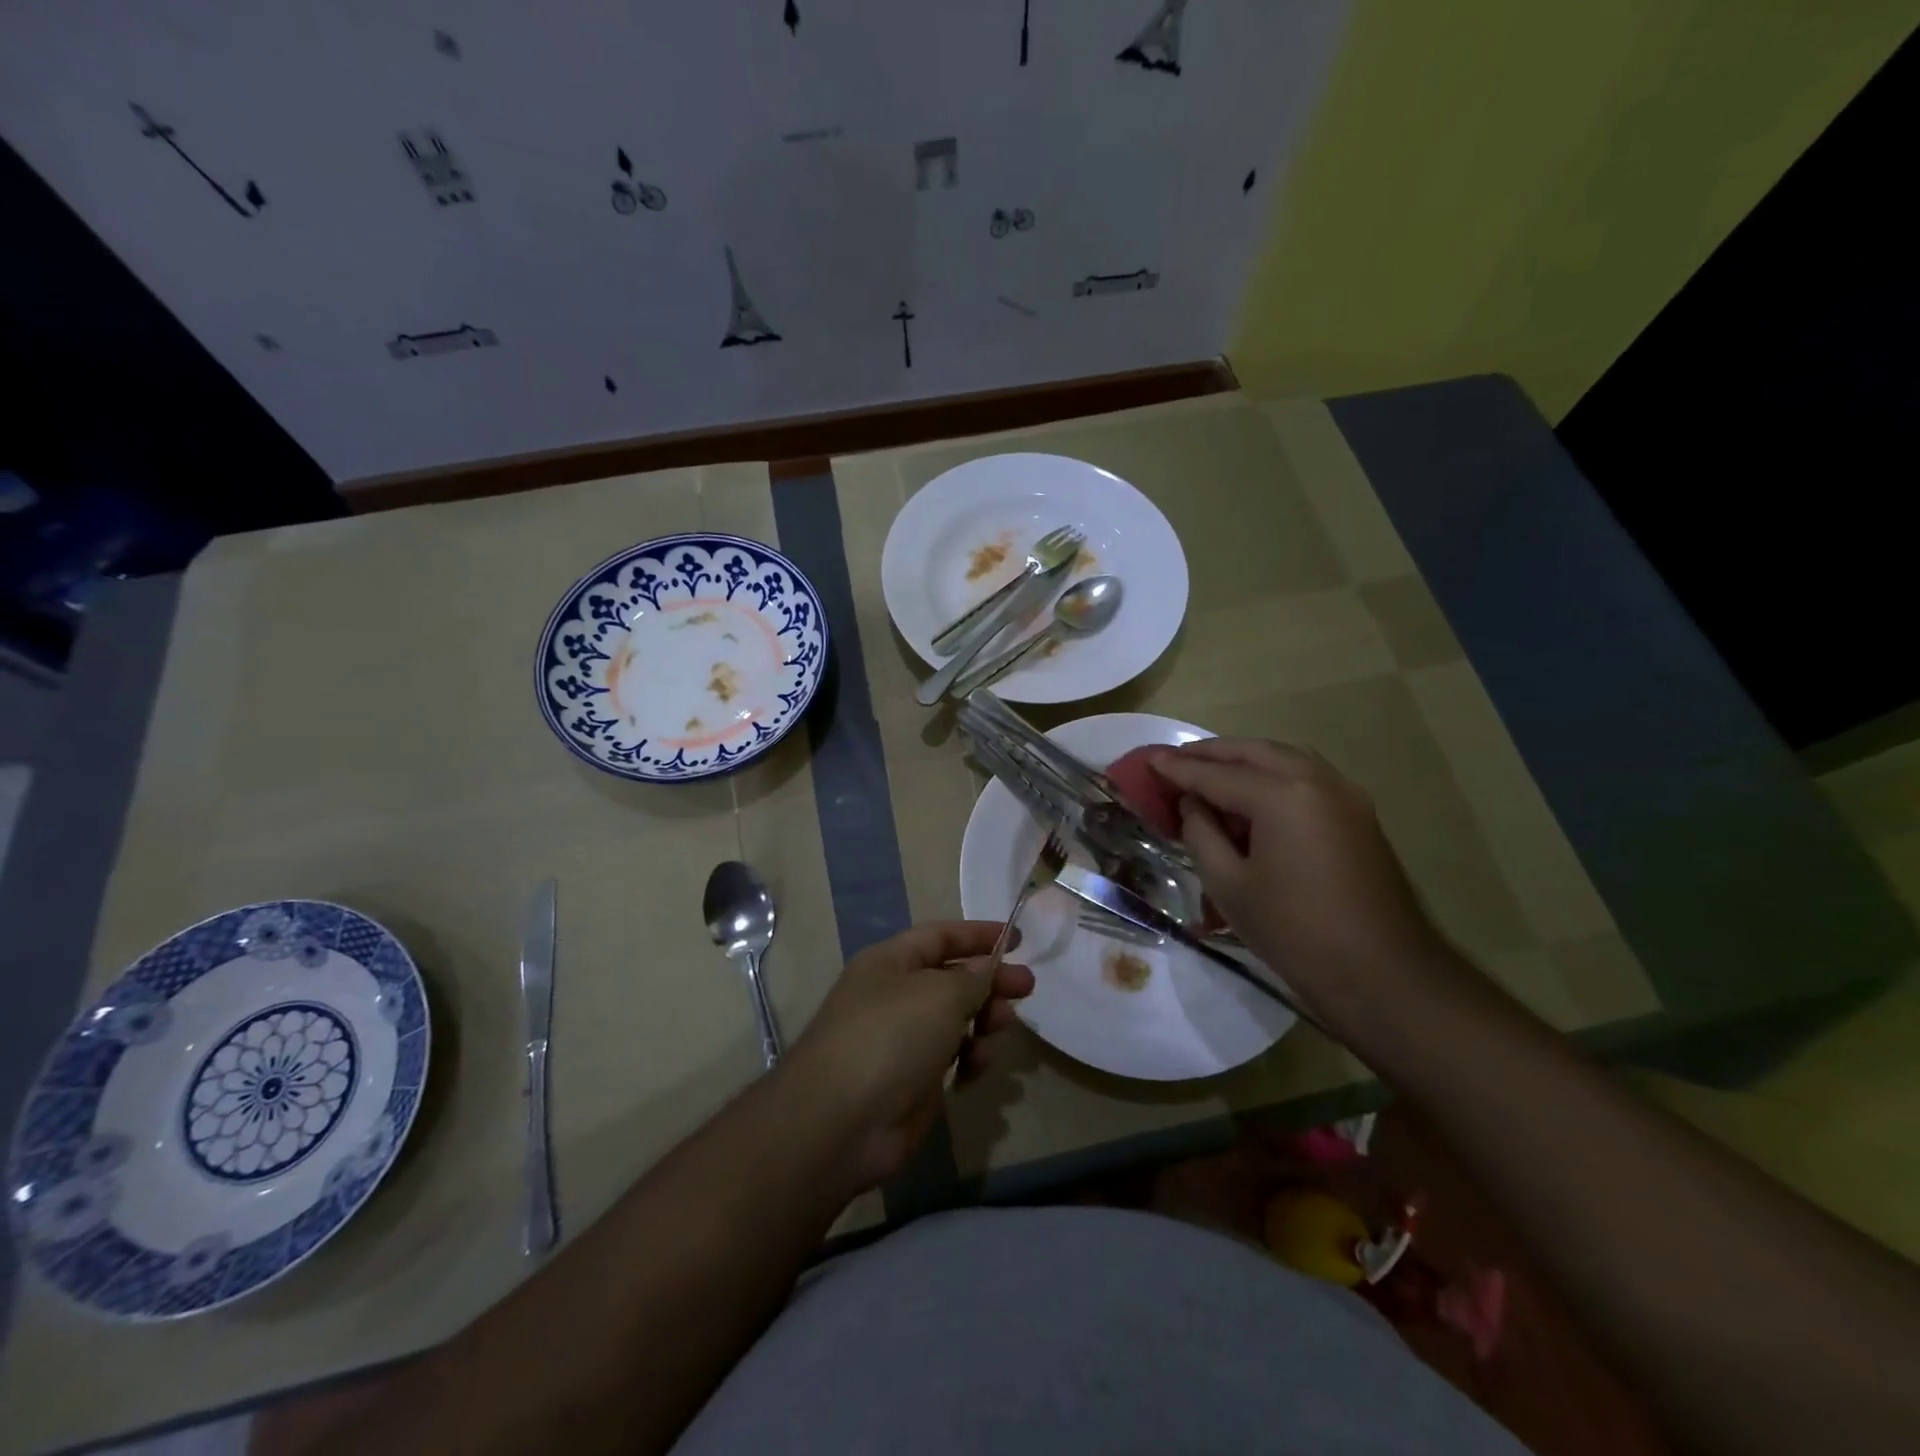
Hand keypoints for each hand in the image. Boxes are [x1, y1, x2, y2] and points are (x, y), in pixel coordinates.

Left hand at [782, 922, 1033, 1190]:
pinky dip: (970, 1058)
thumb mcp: (940, 994)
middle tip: (1027, 988)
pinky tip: (975, 1069)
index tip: (1019, 939)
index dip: (978, 935)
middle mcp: (895, 995)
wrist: (841, 1122)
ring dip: (984, 1021)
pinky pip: (953, 1057)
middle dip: (990, 981)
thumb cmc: (890, 1038)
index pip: (940, 936)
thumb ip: (973, 978)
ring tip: (999, 1030)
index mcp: (891, 962)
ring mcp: (903, 1039)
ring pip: (957, 1019)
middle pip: (953, 978)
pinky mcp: (913, 1080)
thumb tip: (986, 971)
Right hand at [1150, 739, 1468, 1026]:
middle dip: (1211, 753)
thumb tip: (1193, 805)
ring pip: (1284, 757)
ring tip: (1209, 772)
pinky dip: (1272, 774)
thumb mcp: (1229, 885)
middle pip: (1253, 752)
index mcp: (1282, 794)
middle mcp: (1316, 780)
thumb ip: (1201, 834)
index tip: (1148, 761)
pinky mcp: (1358, 814)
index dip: (1178, 769)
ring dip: (1244, 759)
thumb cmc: (1295, 932)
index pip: (1217, 774)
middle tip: (1175, 761)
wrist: (1383, 976)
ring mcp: (1345, 794)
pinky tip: (1252, 795)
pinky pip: (1306, 776)